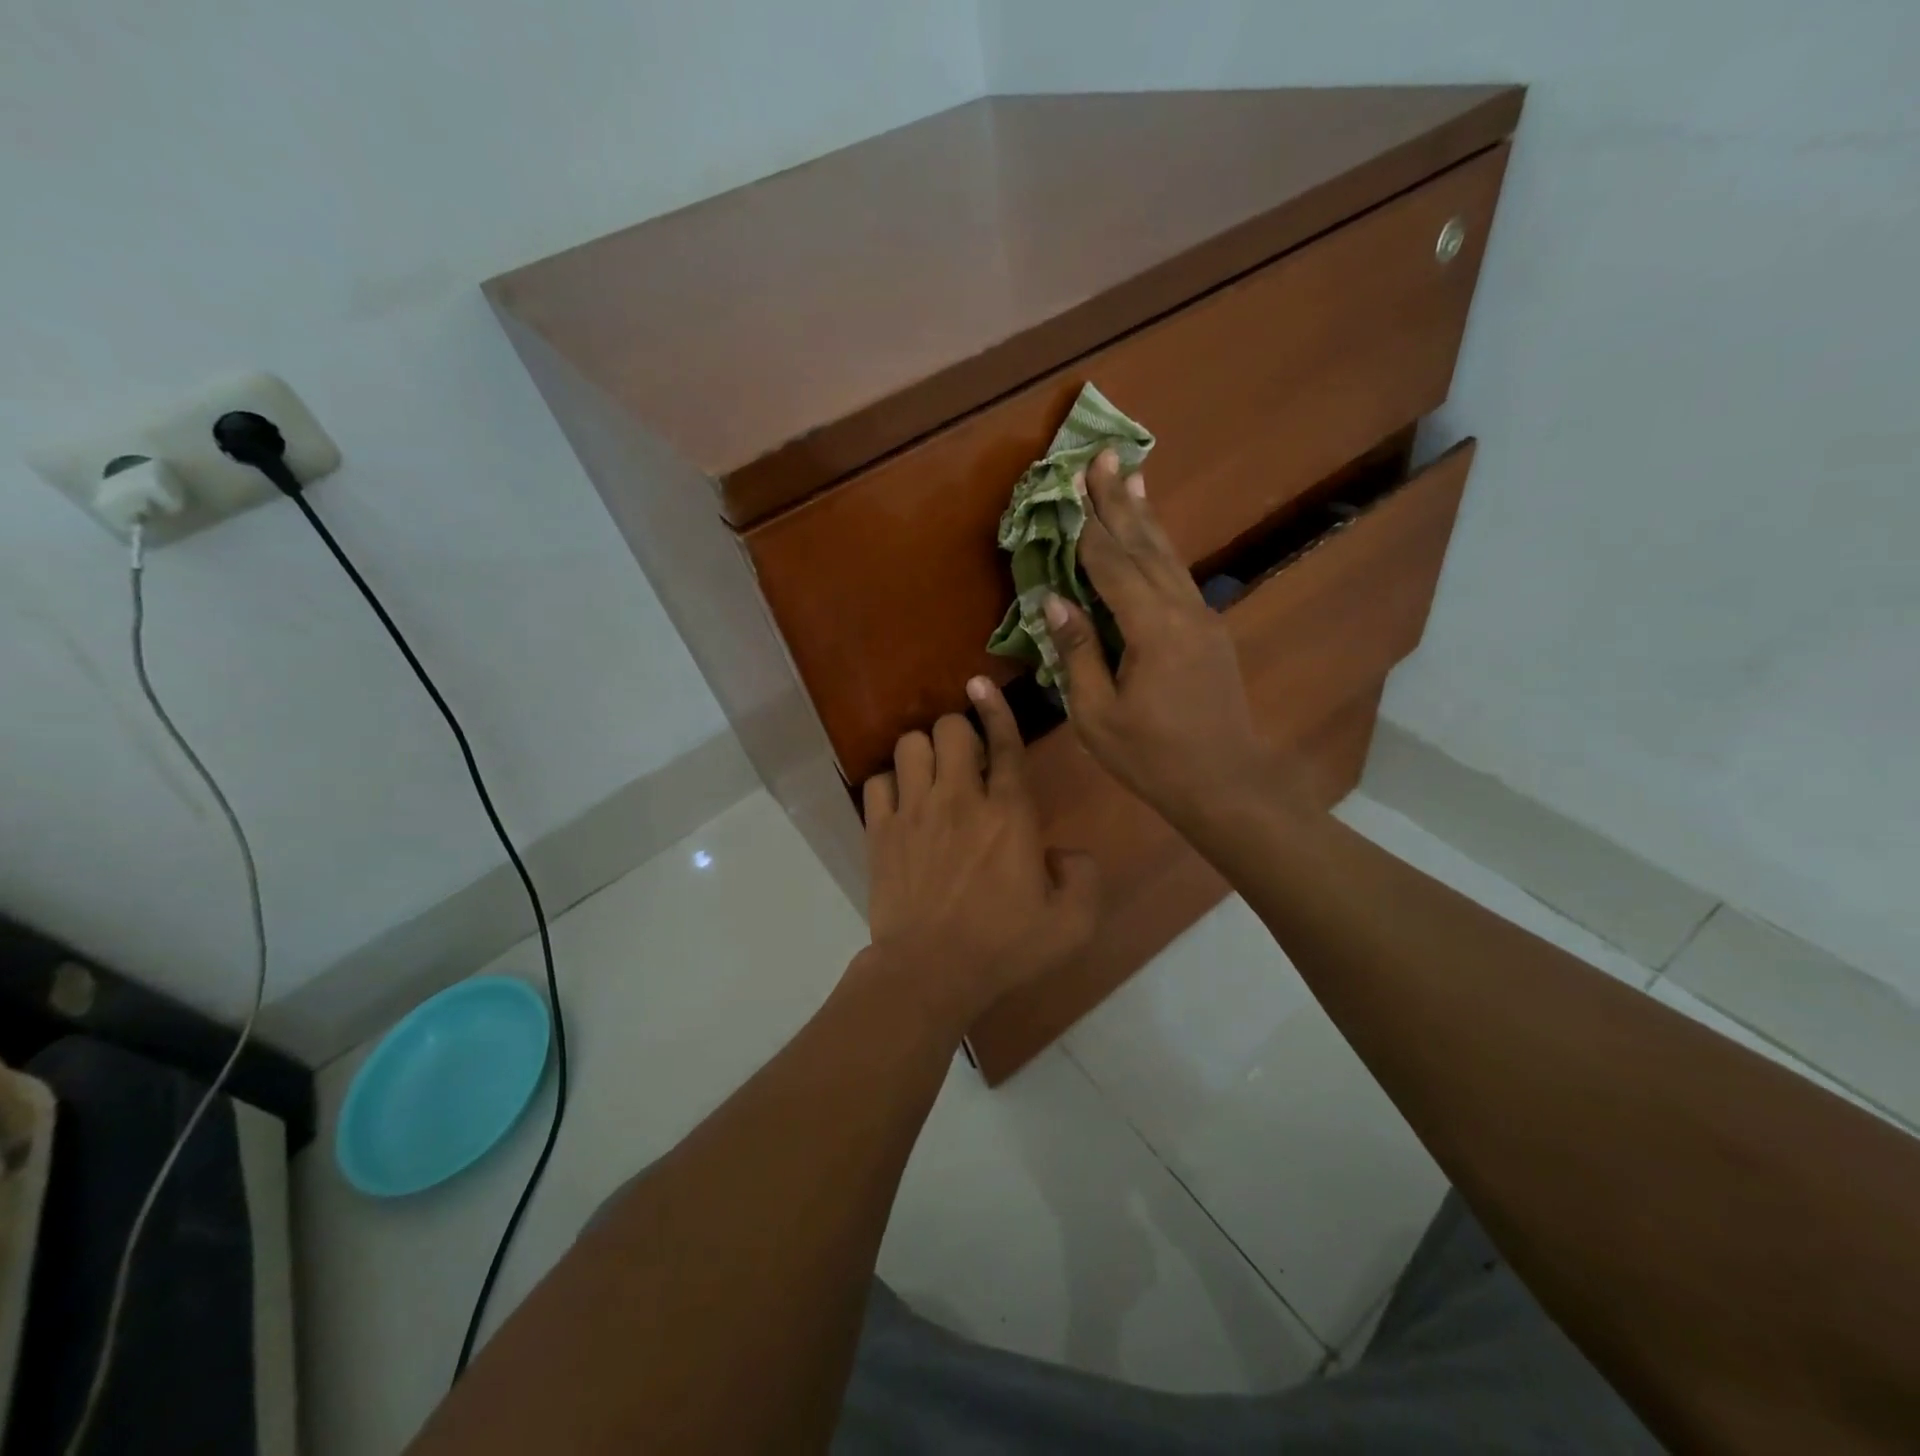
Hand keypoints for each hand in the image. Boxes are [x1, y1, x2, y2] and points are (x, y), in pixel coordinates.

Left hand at [862, 681, 1098, 1025]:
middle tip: (966, 758)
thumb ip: (1084, 876)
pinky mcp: (880, 831)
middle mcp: (960, 799)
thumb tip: (1063, 853)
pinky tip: (901, 802)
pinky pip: (877, 780)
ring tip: (932, 774)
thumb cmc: (1005, 948)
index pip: (1006, 743)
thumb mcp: (1072, 923)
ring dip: (924, 751)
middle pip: (950, 729)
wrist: (931, 973)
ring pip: (910, 745)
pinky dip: (890, 783)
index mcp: (1009, 813)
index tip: (983, 683)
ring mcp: (914, 812)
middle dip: (960, 731)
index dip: (997, 708)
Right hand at [1043, 450, 1270, 824]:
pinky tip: (1152, 536)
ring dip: (1144, 515)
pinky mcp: (1209, 630)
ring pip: (1167, 555)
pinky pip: (1177, 576)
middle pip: (1144, 546)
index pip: (1111, 565)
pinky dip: (1160, 548)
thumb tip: (1053, 600)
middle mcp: (1182, 610)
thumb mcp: (1098, 714)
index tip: (1070, 484)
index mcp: (1152, 630)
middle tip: (1102, 455)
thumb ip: (1078, 652)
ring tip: (1130, 475)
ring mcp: (1202, 618)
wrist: (1224, 781)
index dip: (1087, 525)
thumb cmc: (1152, 756)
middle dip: (1119, 500)